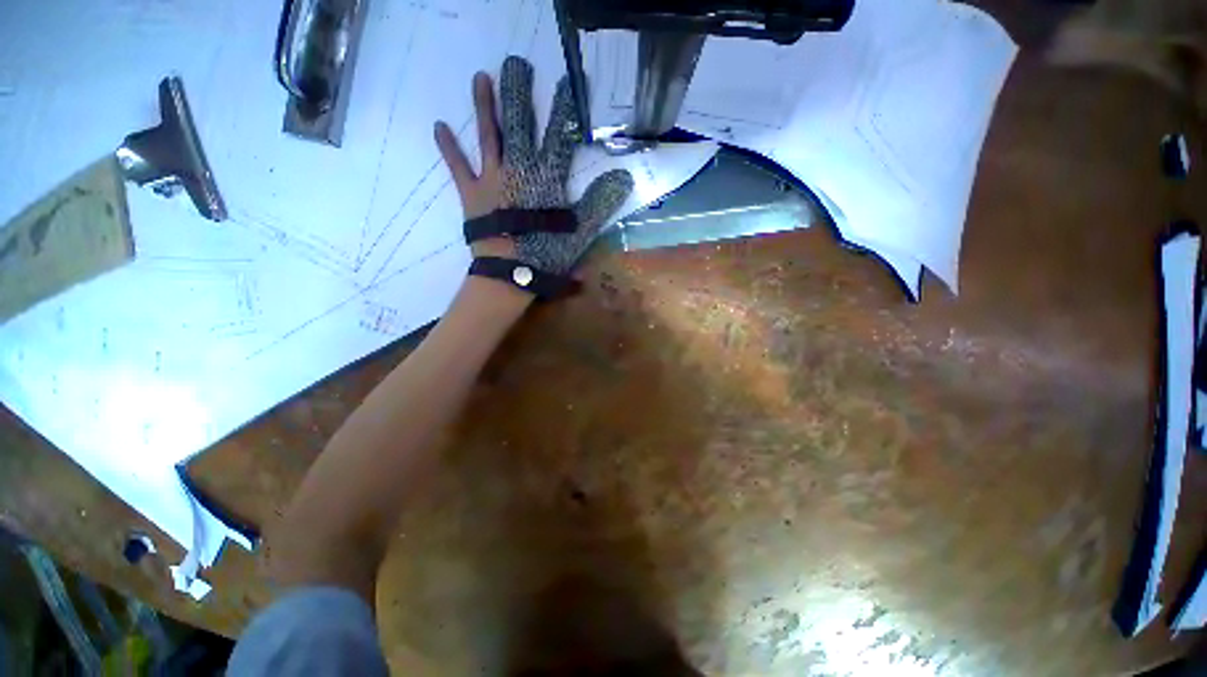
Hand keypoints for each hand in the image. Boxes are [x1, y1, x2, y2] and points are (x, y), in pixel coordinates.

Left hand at [434, 56, 633, 274]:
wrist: (510, 274)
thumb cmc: (547, 254)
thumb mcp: (581, 231)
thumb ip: (601, 203)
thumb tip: (624, 176)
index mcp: (546, 177)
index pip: (560, 135)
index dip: (565, 108)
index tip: (569, 80)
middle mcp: (518, 168)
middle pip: (519, 124)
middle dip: (519, 93)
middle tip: (516, 63)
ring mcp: (491, 178)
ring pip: (488, 136)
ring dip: (484, 105)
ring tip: (480, 77)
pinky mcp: (470, 193)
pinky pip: (458, 166)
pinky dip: (448, 147)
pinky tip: (438, 125)